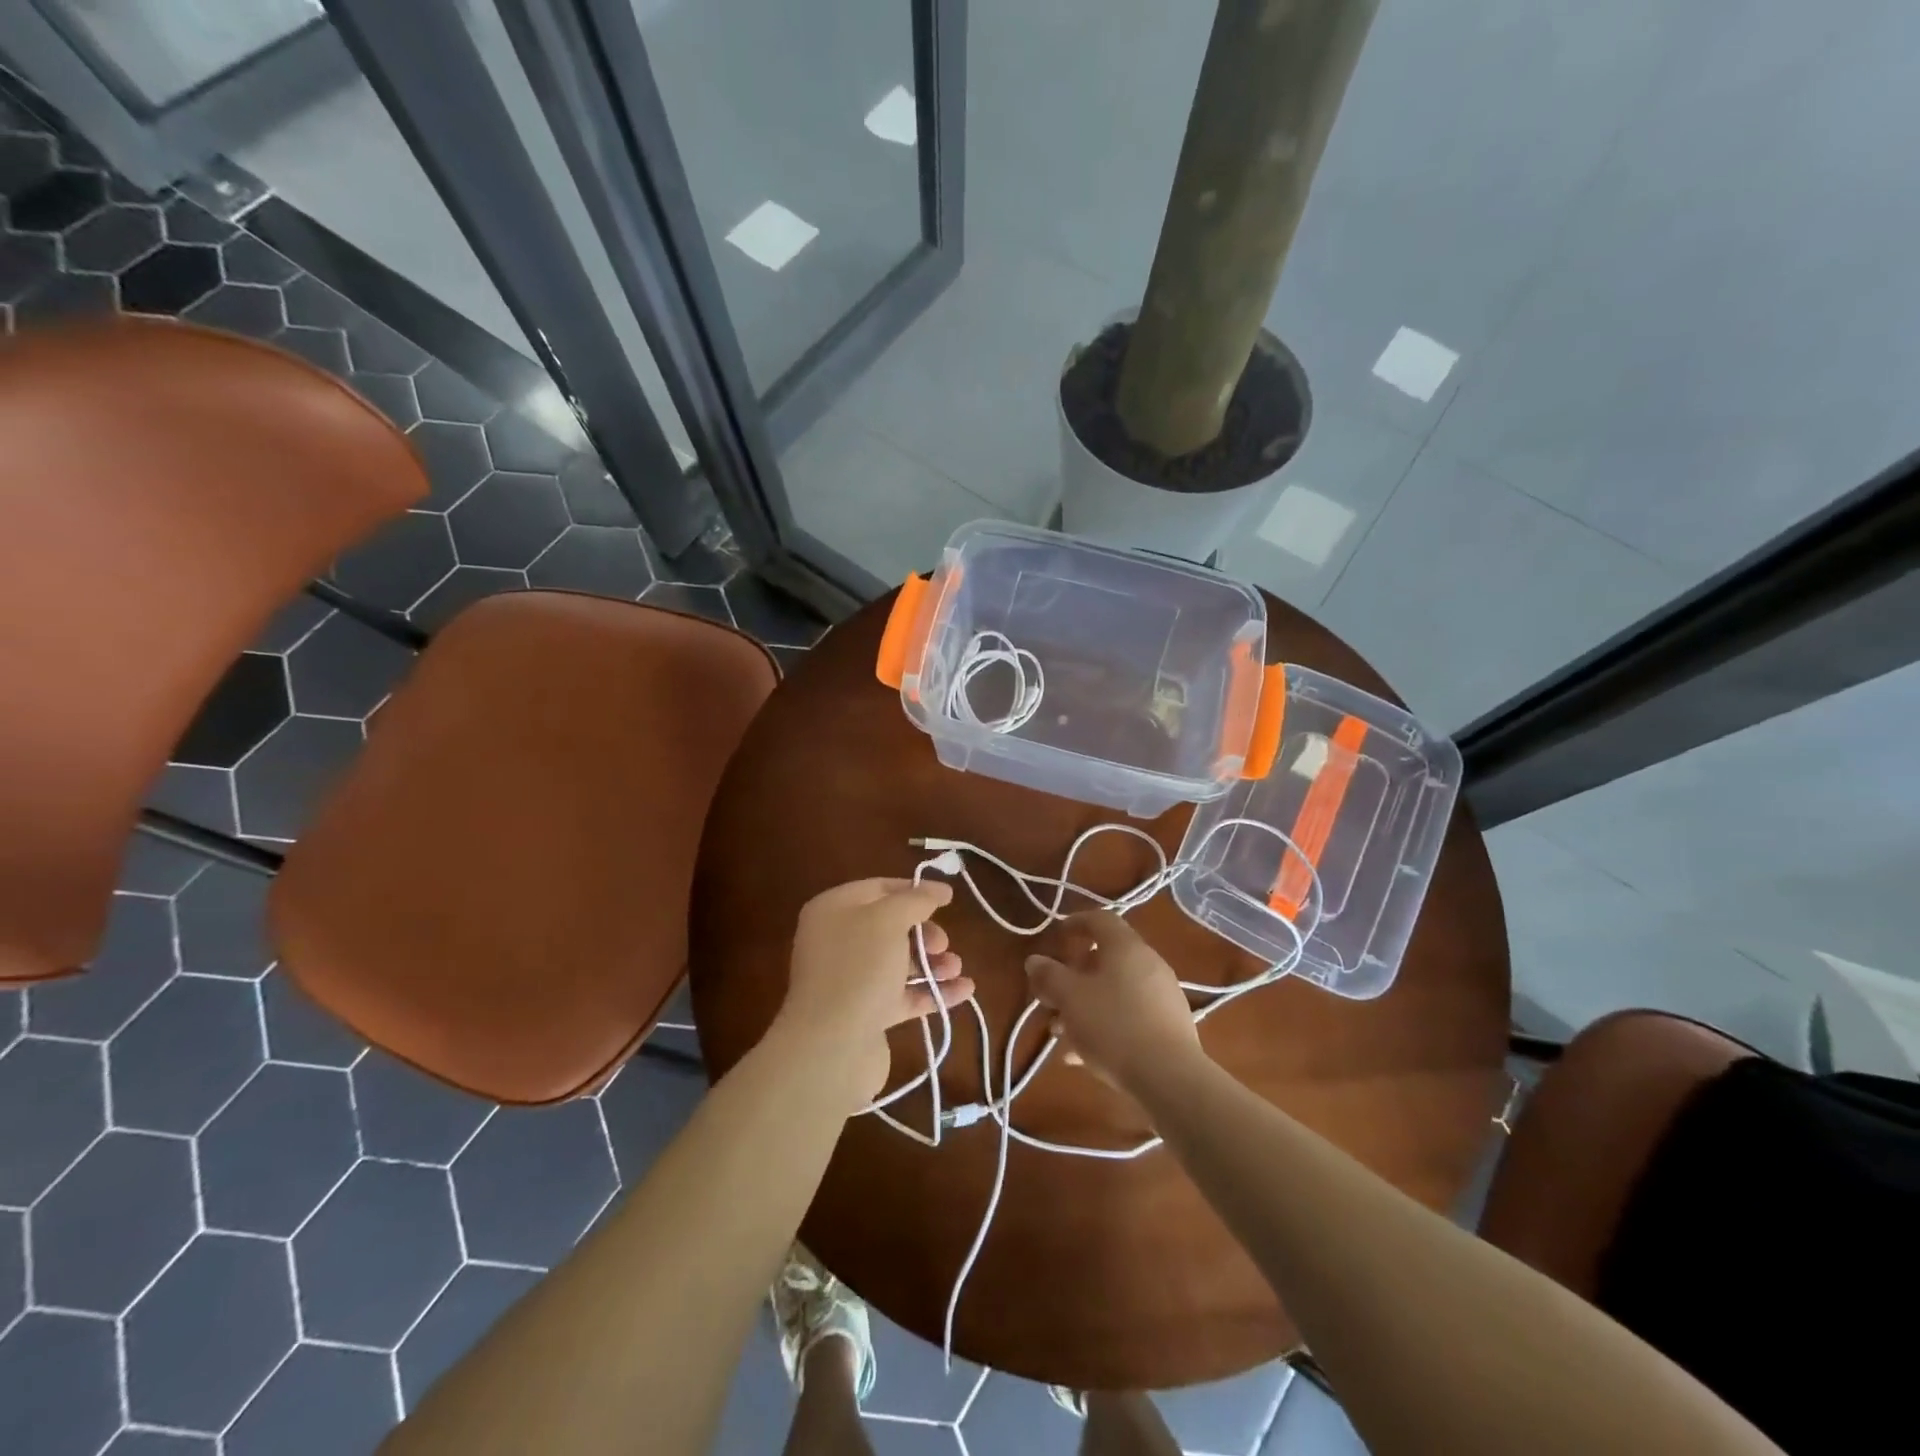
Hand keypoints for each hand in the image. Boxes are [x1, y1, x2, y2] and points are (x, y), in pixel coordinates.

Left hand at [775, 877, 973, 1109]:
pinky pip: (903, 995)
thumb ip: (916, 900)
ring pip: (898, 962)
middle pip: (890, 927)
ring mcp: (850, 980)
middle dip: (924, 932)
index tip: (948, 898)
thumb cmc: (859, 968)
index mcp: (833, 910)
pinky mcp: (865, 1015)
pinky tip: (964, 991)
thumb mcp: (889, 919)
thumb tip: (938, 889)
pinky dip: (932, 991)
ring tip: (957, 968)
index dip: (913, 890)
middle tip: (943, 943)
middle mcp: (837, 942)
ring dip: (932, 963)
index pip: (878, 889)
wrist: (831, 1048)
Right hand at [1025, 910, 1203, 1095]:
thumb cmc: (1113, 1026)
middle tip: (1050, 996)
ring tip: (1061, 1032)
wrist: (1170, 1078)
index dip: (1075, 923)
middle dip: (1073, 976)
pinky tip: (1083, 1055)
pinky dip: (1104, 1025)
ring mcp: (1162, 996)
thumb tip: (1035, 960)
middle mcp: (1149, 963)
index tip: (1055, 938)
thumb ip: (1049, 976)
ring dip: (1085, 1005)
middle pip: (1105, 959)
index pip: (1100, 919)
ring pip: (1115, 991)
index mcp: (1126, 947)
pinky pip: (1129, 1015)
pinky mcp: (1169, 1026)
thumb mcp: (1070, 998)